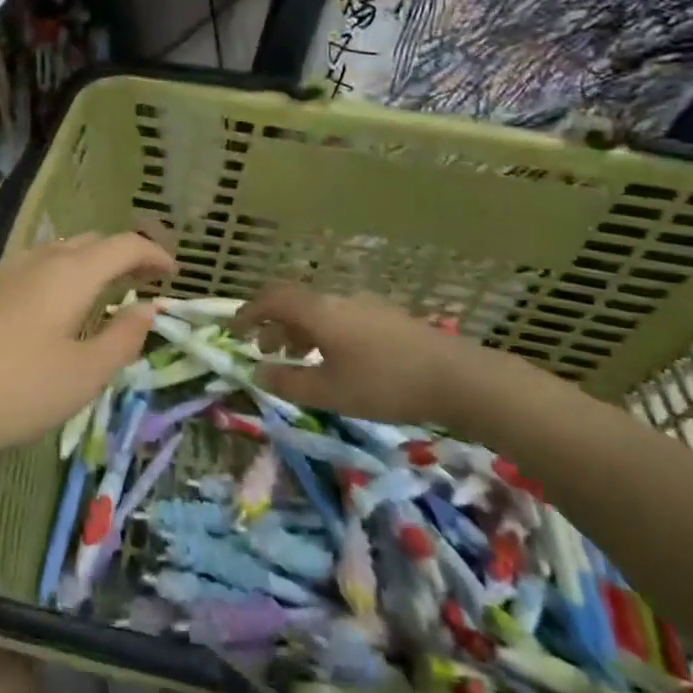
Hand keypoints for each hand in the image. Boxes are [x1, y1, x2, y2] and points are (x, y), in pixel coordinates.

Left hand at [0, 232, 174, 463]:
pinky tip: (54, 309)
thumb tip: (148, 308)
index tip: (175, 273)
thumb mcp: (82, 375)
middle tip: (144, 283)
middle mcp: (37, 260)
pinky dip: (60, 276)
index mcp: (70, 273)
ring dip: (89, 264)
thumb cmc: (14, 390)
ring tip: (103, 294)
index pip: (123, 245)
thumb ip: (122, 338)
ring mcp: (3, 272)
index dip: (154, 254)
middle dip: (123, 255)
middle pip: (90, 242)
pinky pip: (34, 267)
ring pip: (58, 252)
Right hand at [232, 282, 484, 425]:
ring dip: (298, 330)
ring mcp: (365, 306)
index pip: (271, 299)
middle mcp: (338, 300)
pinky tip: (334, 361)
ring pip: (318, 310)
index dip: (247, 312)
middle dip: (272, 323)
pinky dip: (322, 333)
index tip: (234, 332)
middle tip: (264, 350)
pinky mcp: (386, 318)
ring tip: (297, 360)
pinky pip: (339, 317)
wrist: (458, 378)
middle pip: (294, 301)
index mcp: (318, 312)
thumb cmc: (385, 384)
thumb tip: (256, 372)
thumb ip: (288, 382)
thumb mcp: (330, 392)